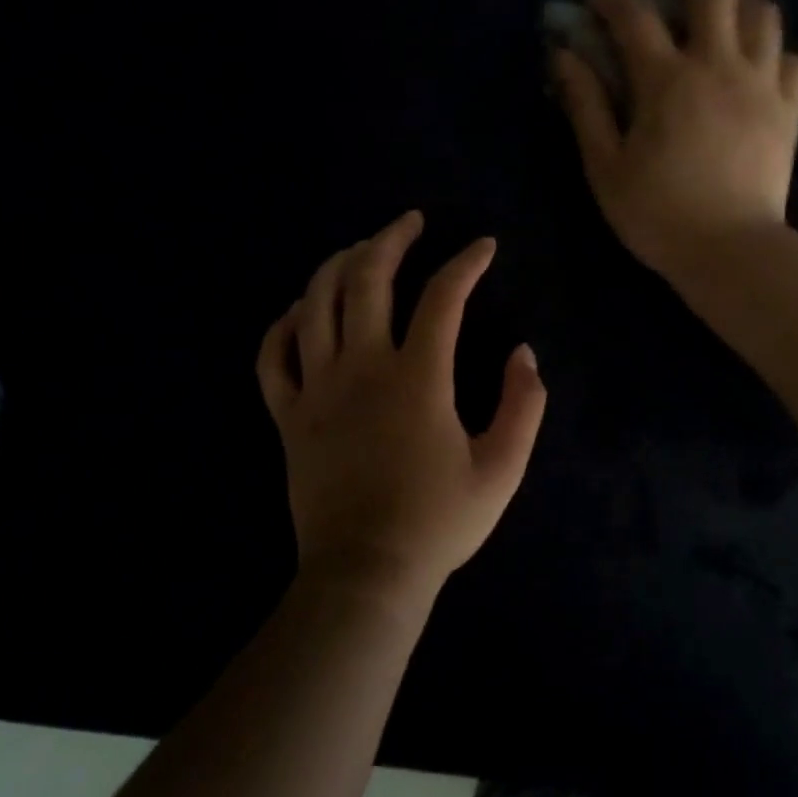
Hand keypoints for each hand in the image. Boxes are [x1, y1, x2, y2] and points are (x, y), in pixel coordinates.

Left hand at [256, 211, 546, 603]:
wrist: (365, 575)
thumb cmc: (438, 522)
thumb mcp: (502, 468)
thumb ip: (524, 405)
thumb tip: (524, 353)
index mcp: (417, 377)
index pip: (443, 297)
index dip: (466, 263)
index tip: (483, 247)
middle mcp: (361, 368)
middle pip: (367, 280)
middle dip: (391, 240)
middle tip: (411, 222)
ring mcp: (316, 389)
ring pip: (314, 304)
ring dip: (337, 265)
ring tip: (359, 249)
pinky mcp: (287, 416)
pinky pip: (273, 356)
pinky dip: (283, 324)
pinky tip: (299, 310)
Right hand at [550, 0, 797, 283]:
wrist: (730, 252)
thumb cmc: (658, 215)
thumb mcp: (606, 167)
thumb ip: (585, 106)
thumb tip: (563, 56)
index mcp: (666, 80)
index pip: (633, 13)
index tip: (598, 1)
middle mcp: (718, 65)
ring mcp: (761, 84)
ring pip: (762, 11)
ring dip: (737, 0)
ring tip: (720, 14)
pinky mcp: (790, 110)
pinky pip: (793, 60)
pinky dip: (774, 52)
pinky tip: (757, 67)